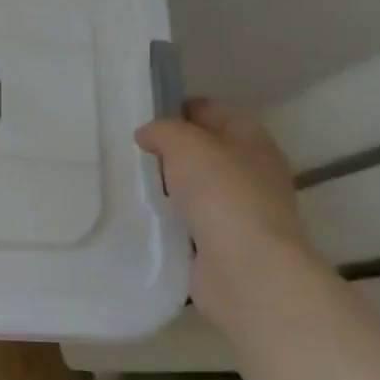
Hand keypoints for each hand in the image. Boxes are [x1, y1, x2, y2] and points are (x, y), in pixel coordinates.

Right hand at [135, 98, 319, 325]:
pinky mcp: (223, 244)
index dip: (178, 108)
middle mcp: (251, 172)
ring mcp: (239, 211)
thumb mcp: (185, 144)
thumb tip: (147, 135)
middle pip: (204, 150)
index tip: (142, 116)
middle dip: (169, 150)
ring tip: (128, 181)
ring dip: (167, 186)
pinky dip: (169, 218)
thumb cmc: (222, 195)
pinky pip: (189, 221)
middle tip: (129, 150)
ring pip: (195, 187)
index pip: (212, 111)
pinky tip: (142, 215)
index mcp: (252, 140)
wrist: (247, 271)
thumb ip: (162, 130)